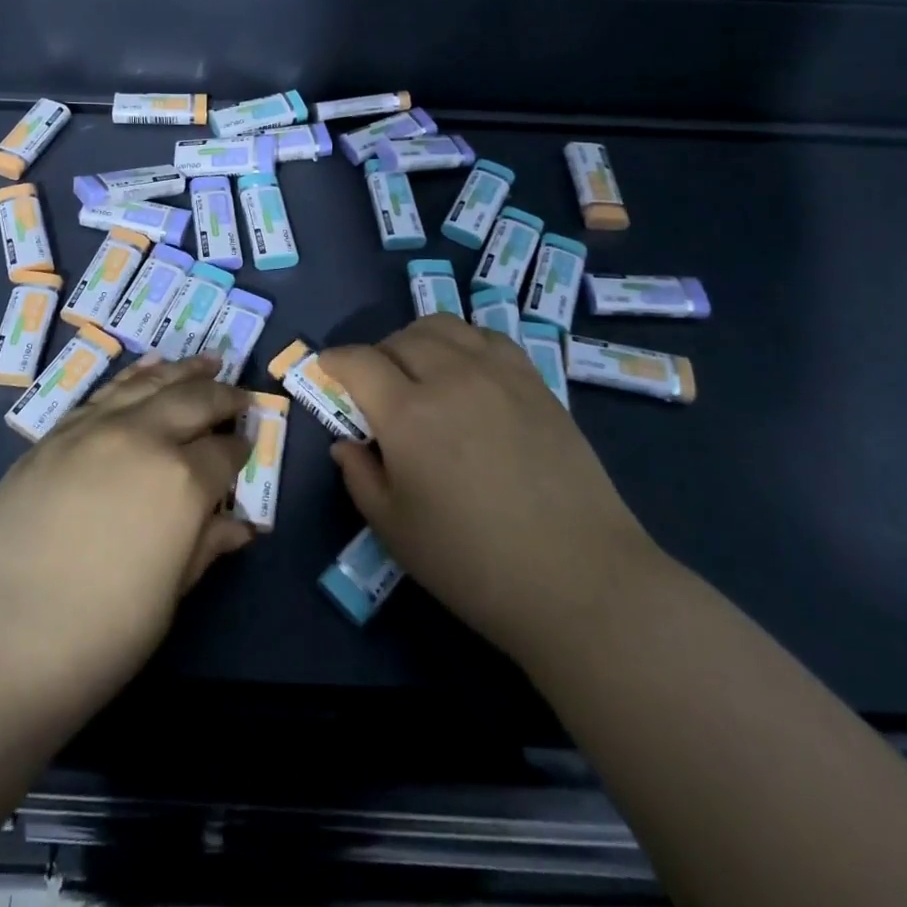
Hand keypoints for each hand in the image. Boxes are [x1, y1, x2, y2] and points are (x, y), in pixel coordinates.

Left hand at [0, 357, 253, 718]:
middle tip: (239, 396)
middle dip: (223, 396)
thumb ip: (204, 547)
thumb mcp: (166, 598)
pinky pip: (107, 391)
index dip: (240, 452)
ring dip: (183, 371)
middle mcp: (143, 438)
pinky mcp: (56, 433)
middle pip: (194, 401)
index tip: (246, 452)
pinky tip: (147, 370)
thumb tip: (239, 525)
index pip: (224, 453)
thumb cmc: (95, 637)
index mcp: (182, 481)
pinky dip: (136, 376)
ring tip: (206, 361)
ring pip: (150, 383)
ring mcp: (95, 429)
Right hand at [322, 315, 656, 662]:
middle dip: (376, 355)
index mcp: (408, 414)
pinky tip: (467, 372)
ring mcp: (498, 374)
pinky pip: (488, 337)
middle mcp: (450, 377)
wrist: (579, 580)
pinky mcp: (535, 381)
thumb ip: (360, 477)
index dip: (334, 361)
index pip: (358, 361)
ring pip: (443, 326)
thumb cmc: (473, 564)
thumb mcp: (395, 531)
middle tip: (375, 386)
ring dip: (418, 340)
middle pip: (400, 338)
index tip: (327, 371)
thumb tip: (347, 443)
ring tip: (419, 370)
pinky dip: (464, 343)